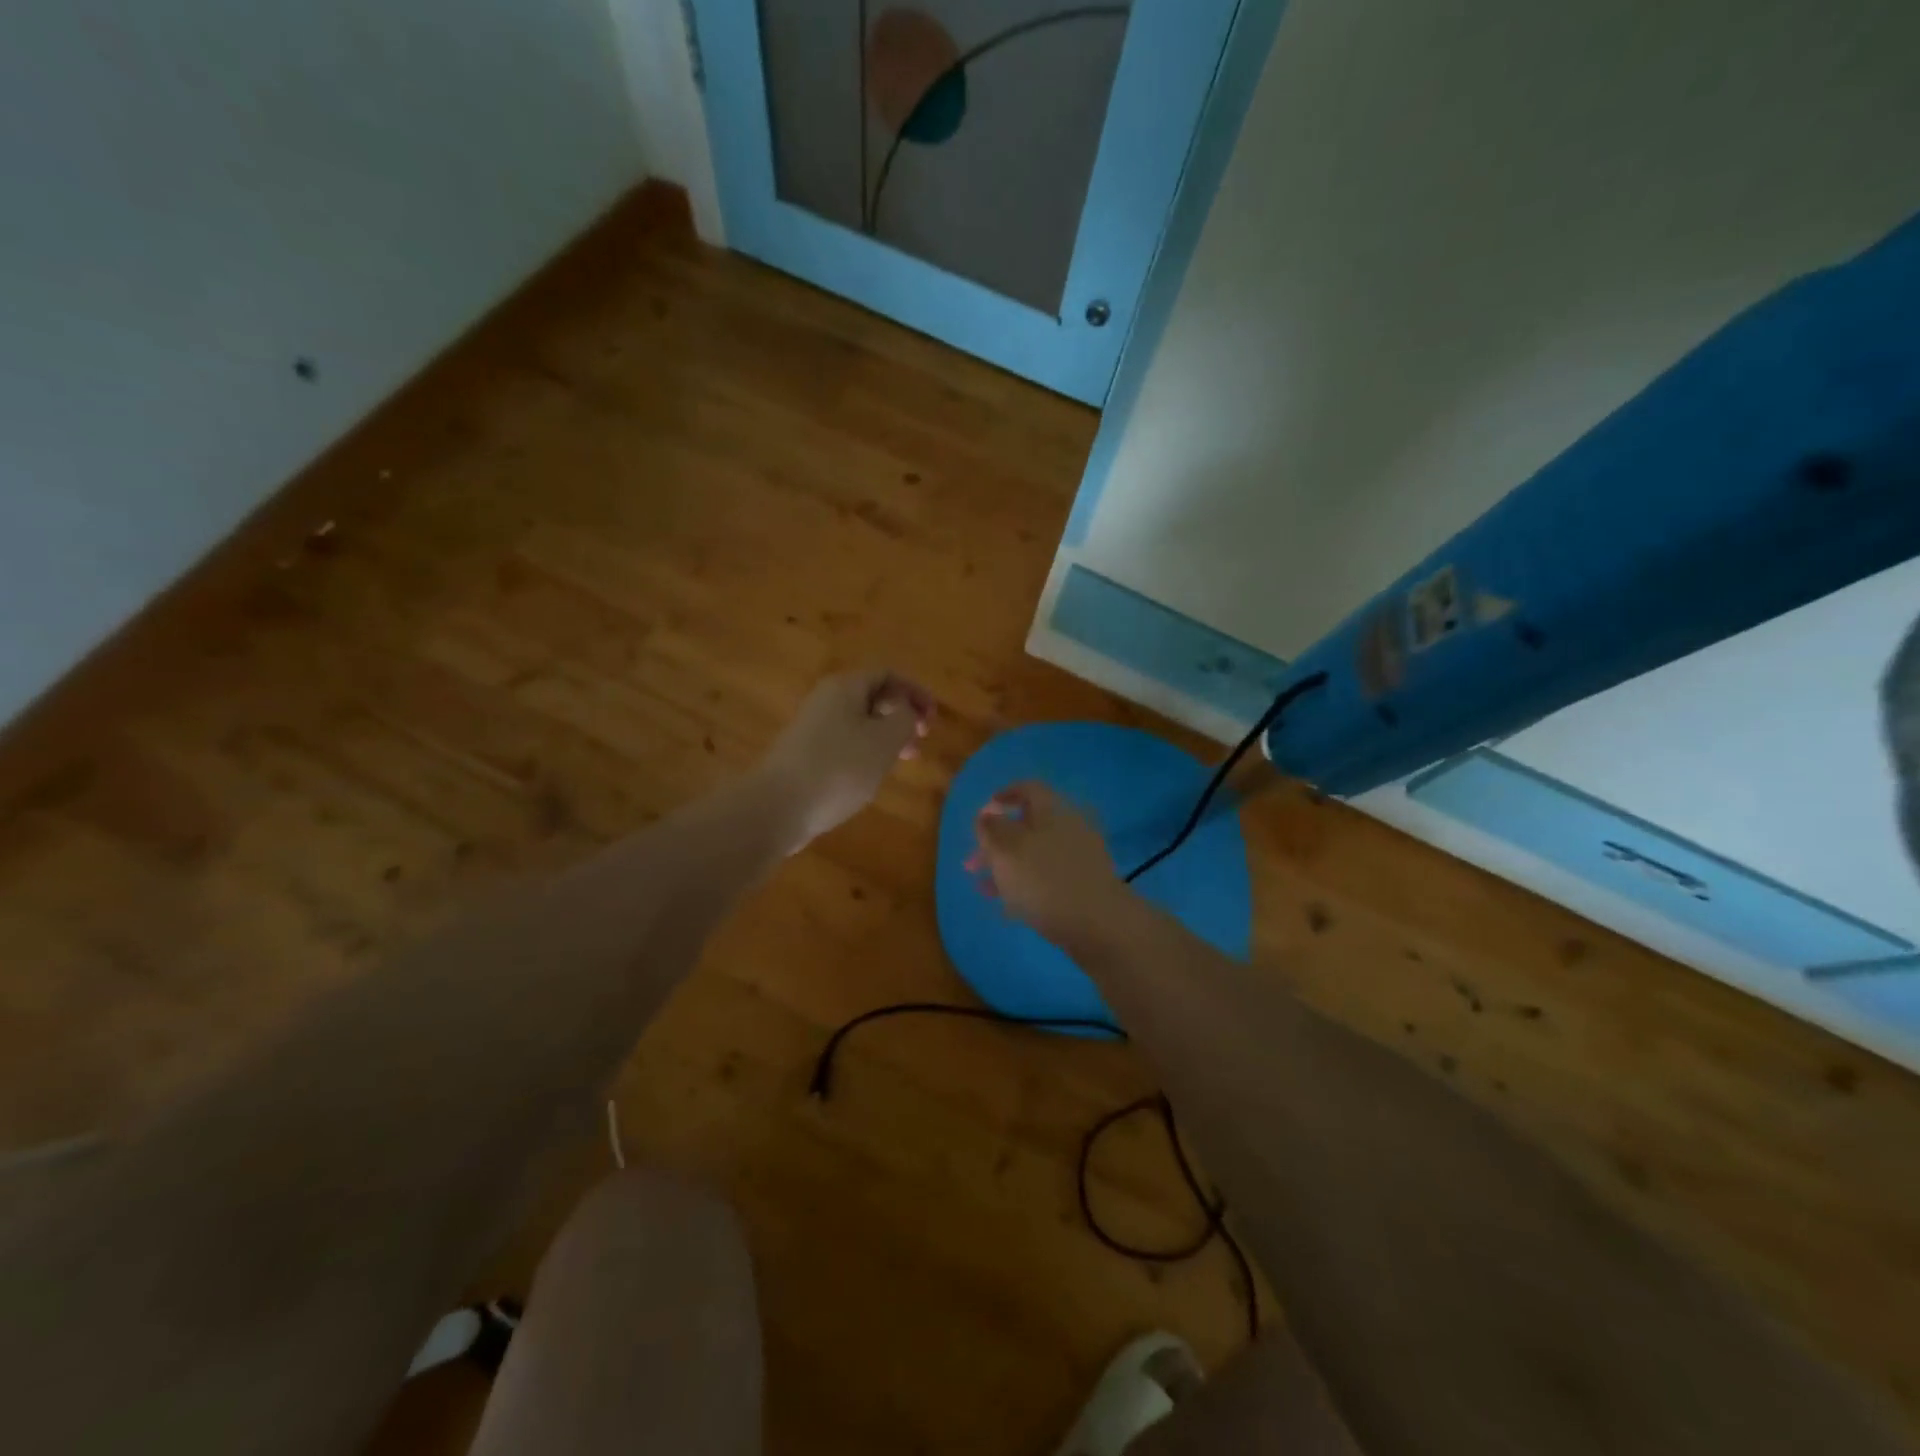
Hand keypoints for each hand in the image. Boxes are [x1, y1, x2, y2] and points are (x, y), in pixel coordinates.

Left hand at [758, 669, 934, 851]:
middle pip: (872, 698)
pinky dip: (864, 754)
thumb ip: (904, 719)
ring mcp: (812, 728)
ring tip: (902, 762)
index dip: (915, 692)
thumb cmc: (838, 768)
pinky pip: (843, 745)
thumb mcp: (885, 741)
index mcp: (845, 687)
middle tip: (920, 742)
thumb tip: (904, 711)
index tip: (932, 720)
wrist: (776, 806)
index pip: (887, 674)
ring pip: (859, 724)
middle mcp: (826, 701)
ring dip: (885, 738)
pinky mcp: (804, 755)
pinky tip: (870, 777)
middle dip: (901, 717)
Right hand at [968, 782, 1130, 949]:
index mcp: (1050, 811)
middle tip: (971, 863)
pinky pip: (1047, 878)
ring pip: (1035, 855)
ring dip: (1007, 867)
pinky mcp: (1083, 886)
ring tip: (983, 889)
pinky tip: (1008, 907)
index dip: (1003, 796)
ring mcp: (1078, 858)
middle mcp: (1067, 828)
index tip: (984, 812)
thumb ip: (991, 828)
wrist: (1097, 923)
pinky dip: (1025, 886)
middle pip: (1027, 826)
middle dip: (996, 843)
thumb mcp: (1006, 849)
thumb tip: (987, 815)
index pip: (1027, 789)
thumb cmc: (1044, 879)